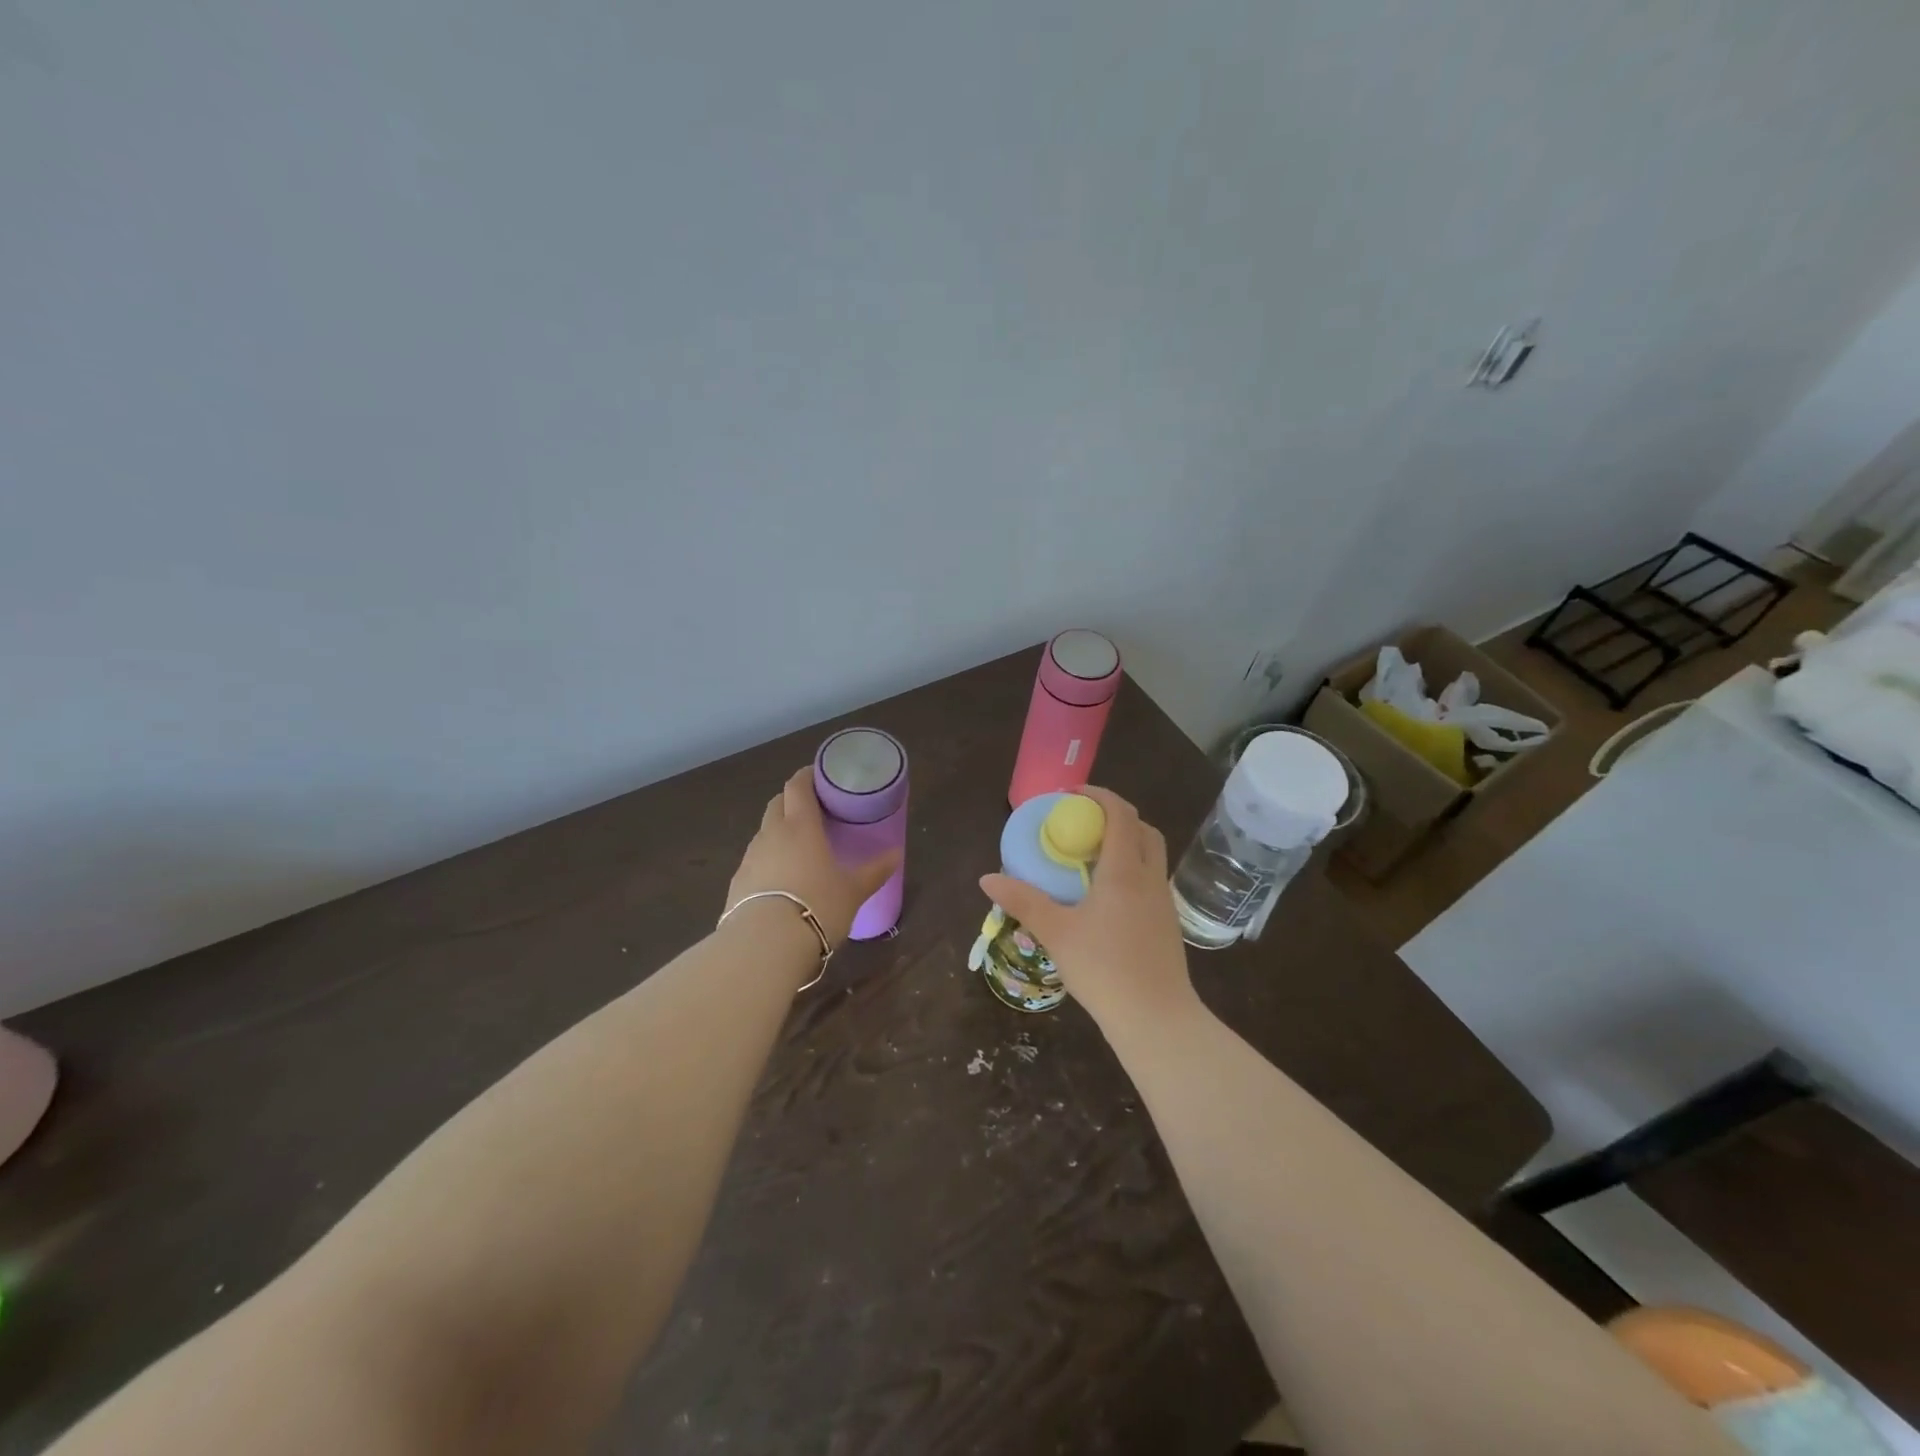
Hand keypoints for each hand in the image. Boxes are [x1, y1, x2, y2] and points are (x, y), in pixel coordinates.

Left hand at [728, 767, 902, 946]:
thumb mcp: (853, 891)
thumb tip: (896, 854)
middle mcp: (771, 834)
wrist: (765, 945)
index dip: (807, 776)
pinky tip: (779, 881)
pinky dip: (767, 860)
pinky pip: (754, 861)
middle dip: (792, 801)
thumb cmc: (817, 906)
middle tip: (812, 811)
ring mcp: (750, 858)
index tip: (819, 775)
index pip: (797, 786)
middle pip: (777, 803)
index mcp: (800, 826)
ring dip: (778, 832)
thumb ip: (874, 871)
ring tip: (798, 848)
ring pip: (764, 832)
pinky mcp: (736, 883)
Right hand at [979, 787, 1194, 1030]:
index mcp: (1125, 871)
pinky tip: (1107, 897)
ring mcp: (1163, 901)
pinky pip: (1151, 879)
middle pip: (1142, 829)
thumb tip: (987, 878)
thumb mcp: (1056, 932)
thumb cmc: (1104, 969)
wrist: (1156, 1019)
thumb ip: (1023, 901)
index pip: (1120, 814)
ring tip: (1090, 859)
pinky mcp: (1168, 923)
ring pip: (1151, 855)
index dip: (1099, 796)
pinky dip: (1132, 869)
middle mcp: (1150, 878)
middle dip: (1114, 817)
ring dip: (1126, 843)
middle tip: (1082, 825)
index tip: (1072, 796)